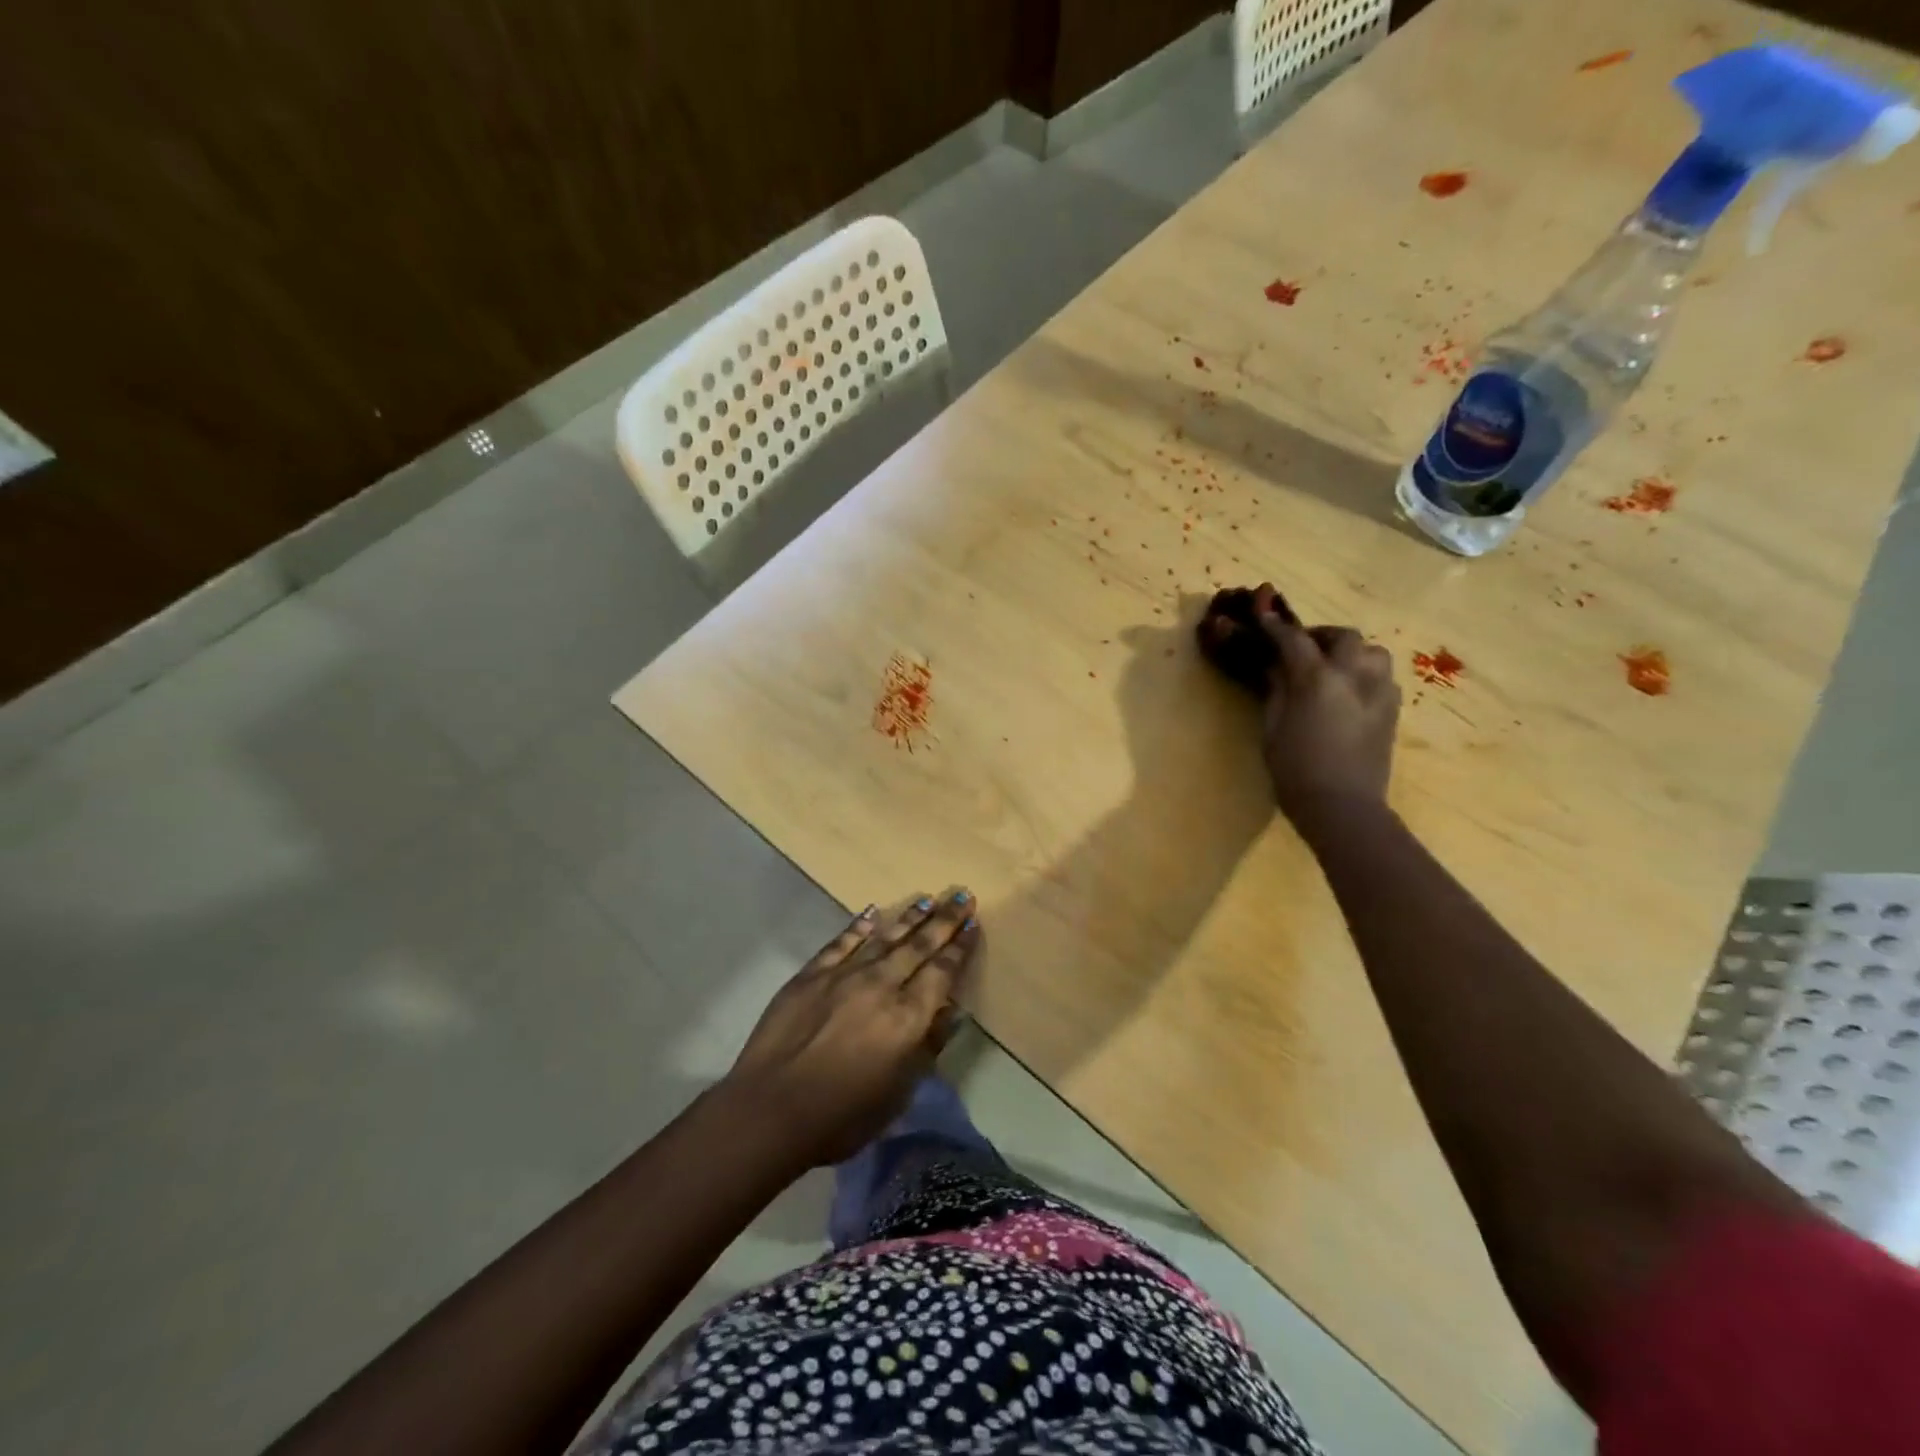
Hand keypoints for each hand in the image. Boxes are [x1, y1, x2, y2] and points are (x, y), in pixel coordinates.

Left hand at [722, 891, 979, 1167]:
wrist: (770, 1110)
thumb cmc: (842, 1116)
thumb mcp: (898, 1093)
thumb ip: (927, 1047)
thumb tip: (949, 1011)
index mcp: (907, 1017)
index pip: (941, 972)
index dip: (959, 947)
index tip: (973, 924)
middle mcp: (881, 985)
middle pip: (919, 946)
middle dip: (944, 920)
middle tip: (961, 895)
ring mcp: (844, 975)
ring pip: (885, 938)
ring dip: (909, 918)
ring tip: (927, 899)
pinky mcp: (811, 975)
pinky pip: (841, 942)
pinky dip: (859, 926)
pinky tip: (872, 912)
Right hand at [1258, 606, 1400, 825]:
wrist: (1343, 806)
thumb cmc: (1295, 769)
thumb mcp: (1272, 727)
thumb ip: (1276, 690)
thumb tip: (1275, 668)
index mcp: (1317, 679)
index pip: (1293, 639)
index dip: (1274, 625)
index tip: (1261, 612)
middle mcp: (1353, 676)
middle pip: (1342, 636)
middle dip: (1319, 637)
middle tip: (1301, 650)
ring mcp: (1379, 692)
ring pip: (1371, 652)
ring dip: (1350, 653)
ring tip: (1331, 669)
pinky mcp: (1393, 710)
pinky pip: (1381, 677)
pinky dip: (1364, 674)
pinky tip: (1349, 693)